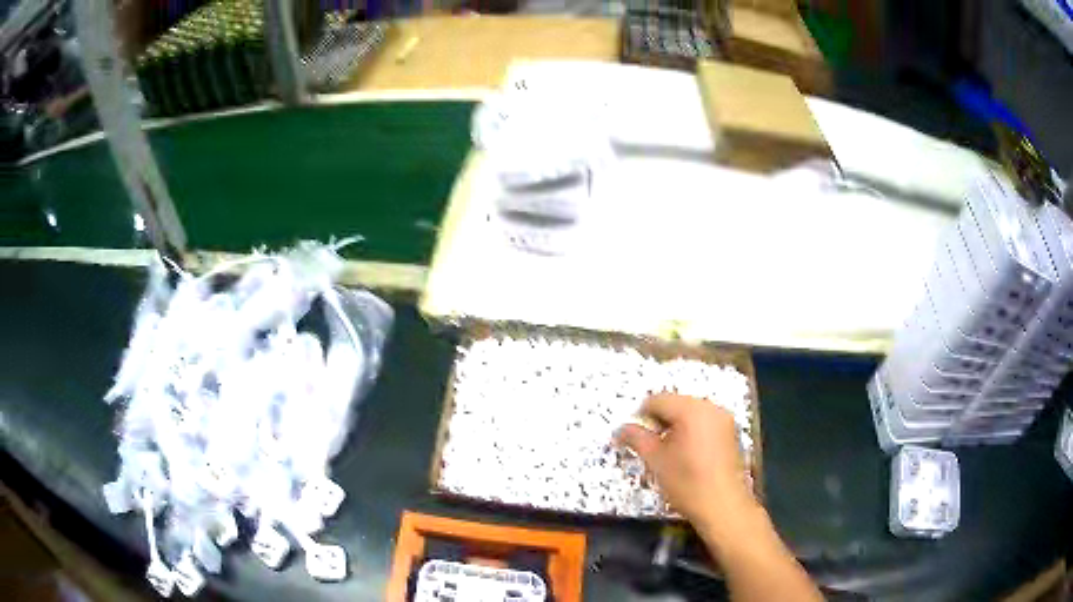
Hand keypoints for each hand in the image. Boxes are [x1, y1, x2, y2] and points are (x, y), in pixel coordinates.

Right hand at [616, 393, 752, 526]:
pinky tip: (687, 454)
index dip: (641, 417)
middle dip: (659, 421)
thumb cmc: (687, 483)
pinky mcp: (730, 431)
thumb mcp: (656, 461)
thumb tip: (620, 429)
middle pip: (675, 403)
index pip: (657, 400)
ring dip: (675, 426)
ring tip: (668, 452)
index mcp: (691, 410)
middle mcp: (710, 407)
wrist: (723, 506)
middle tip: (651, 446)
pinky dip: (691, 431)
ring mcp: (723, 418)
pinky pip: (704, 421)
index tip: (635, 438)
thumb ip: (636, 438)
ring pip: (689, 412)